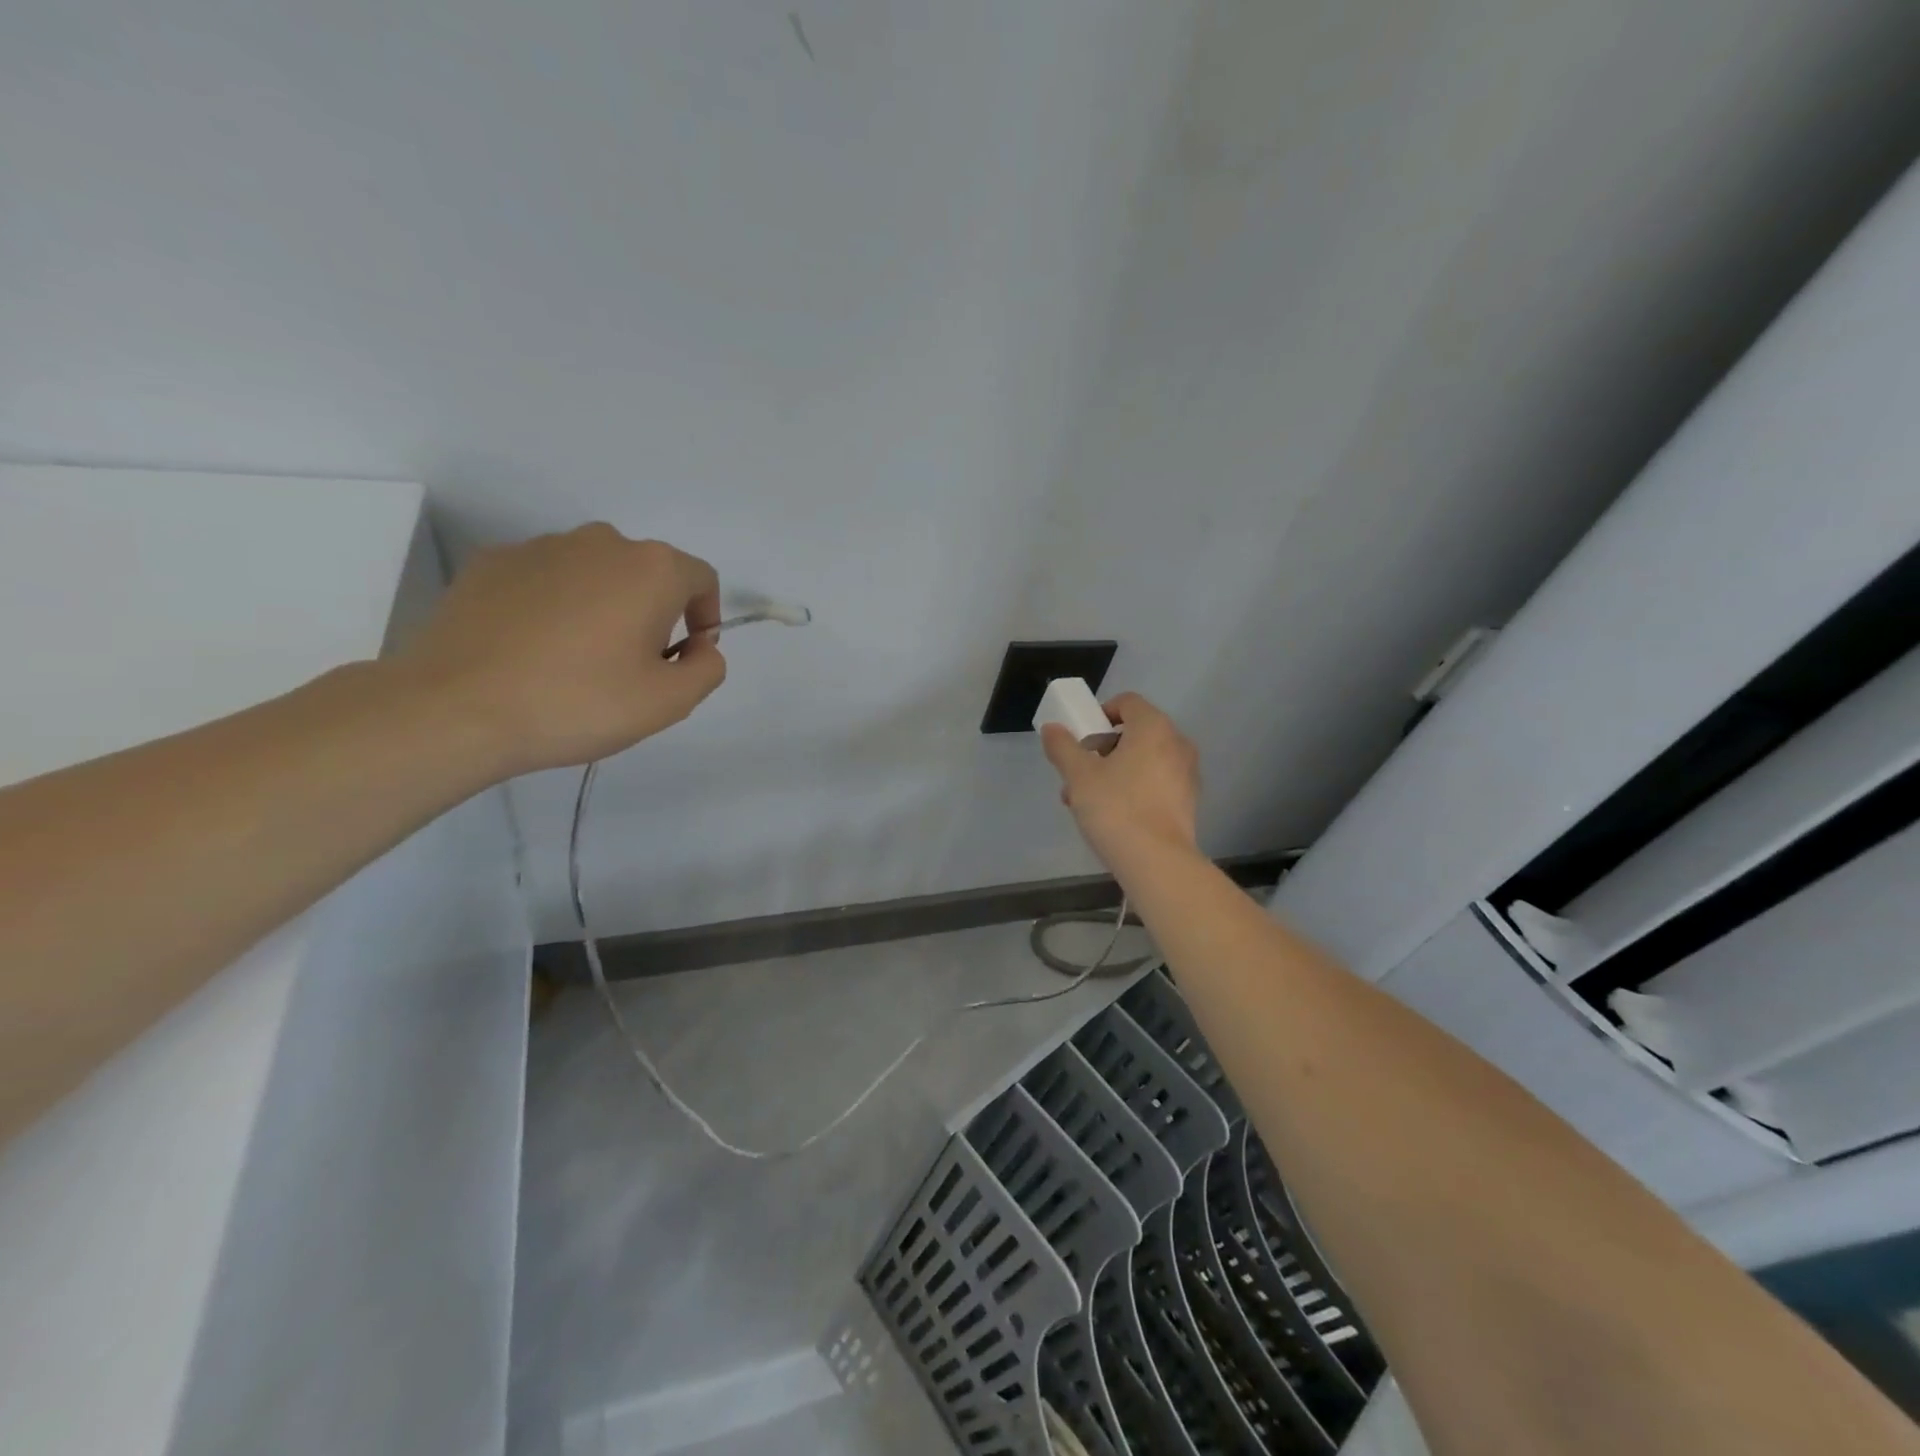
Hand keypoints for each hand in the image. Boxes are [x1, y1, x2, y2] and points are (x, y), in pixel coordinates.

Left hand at [395, 523, 725, 774]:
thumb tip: (699, 647)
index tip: (685, 658)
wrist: (456, 708)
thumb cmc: (579, 702)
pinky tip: (533, 650)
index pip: (701, 579)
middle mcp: (600, 542)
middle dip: (653, 613)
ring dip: (603, 607)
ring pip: (595, 573)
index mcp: (651, 569)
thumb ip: (707, 668)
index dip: (705, 618)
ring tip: (578, 661)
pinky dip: (554, 606)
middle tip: (633, 666)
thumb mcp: (669, 702)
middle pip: (647, 573)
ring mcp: (540, 547)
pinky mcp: (491, 563)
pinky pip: (545, 580)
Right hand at [1041, 692, 1200, 875]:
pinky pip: (1157, 782)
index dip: (1100, 715)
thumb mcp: (1079, 776)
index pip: (1127, 702)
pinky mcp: (1189, 801)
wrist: (1157, 862)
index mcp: (1153, 727)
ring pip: (1144, 760)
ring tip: (1087, 802)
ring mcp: (1187, 773)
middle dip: (1102, 750)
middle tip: (1078, 776)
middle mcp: (1177, 743)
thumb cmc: (1116, 808)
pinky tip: (1114, 816)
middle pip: (1134, 733)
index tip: (1081, 740)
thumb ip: (1063, 747)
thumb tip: (1052, 728)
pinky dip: (1135, 788)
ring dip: (1115, 771)